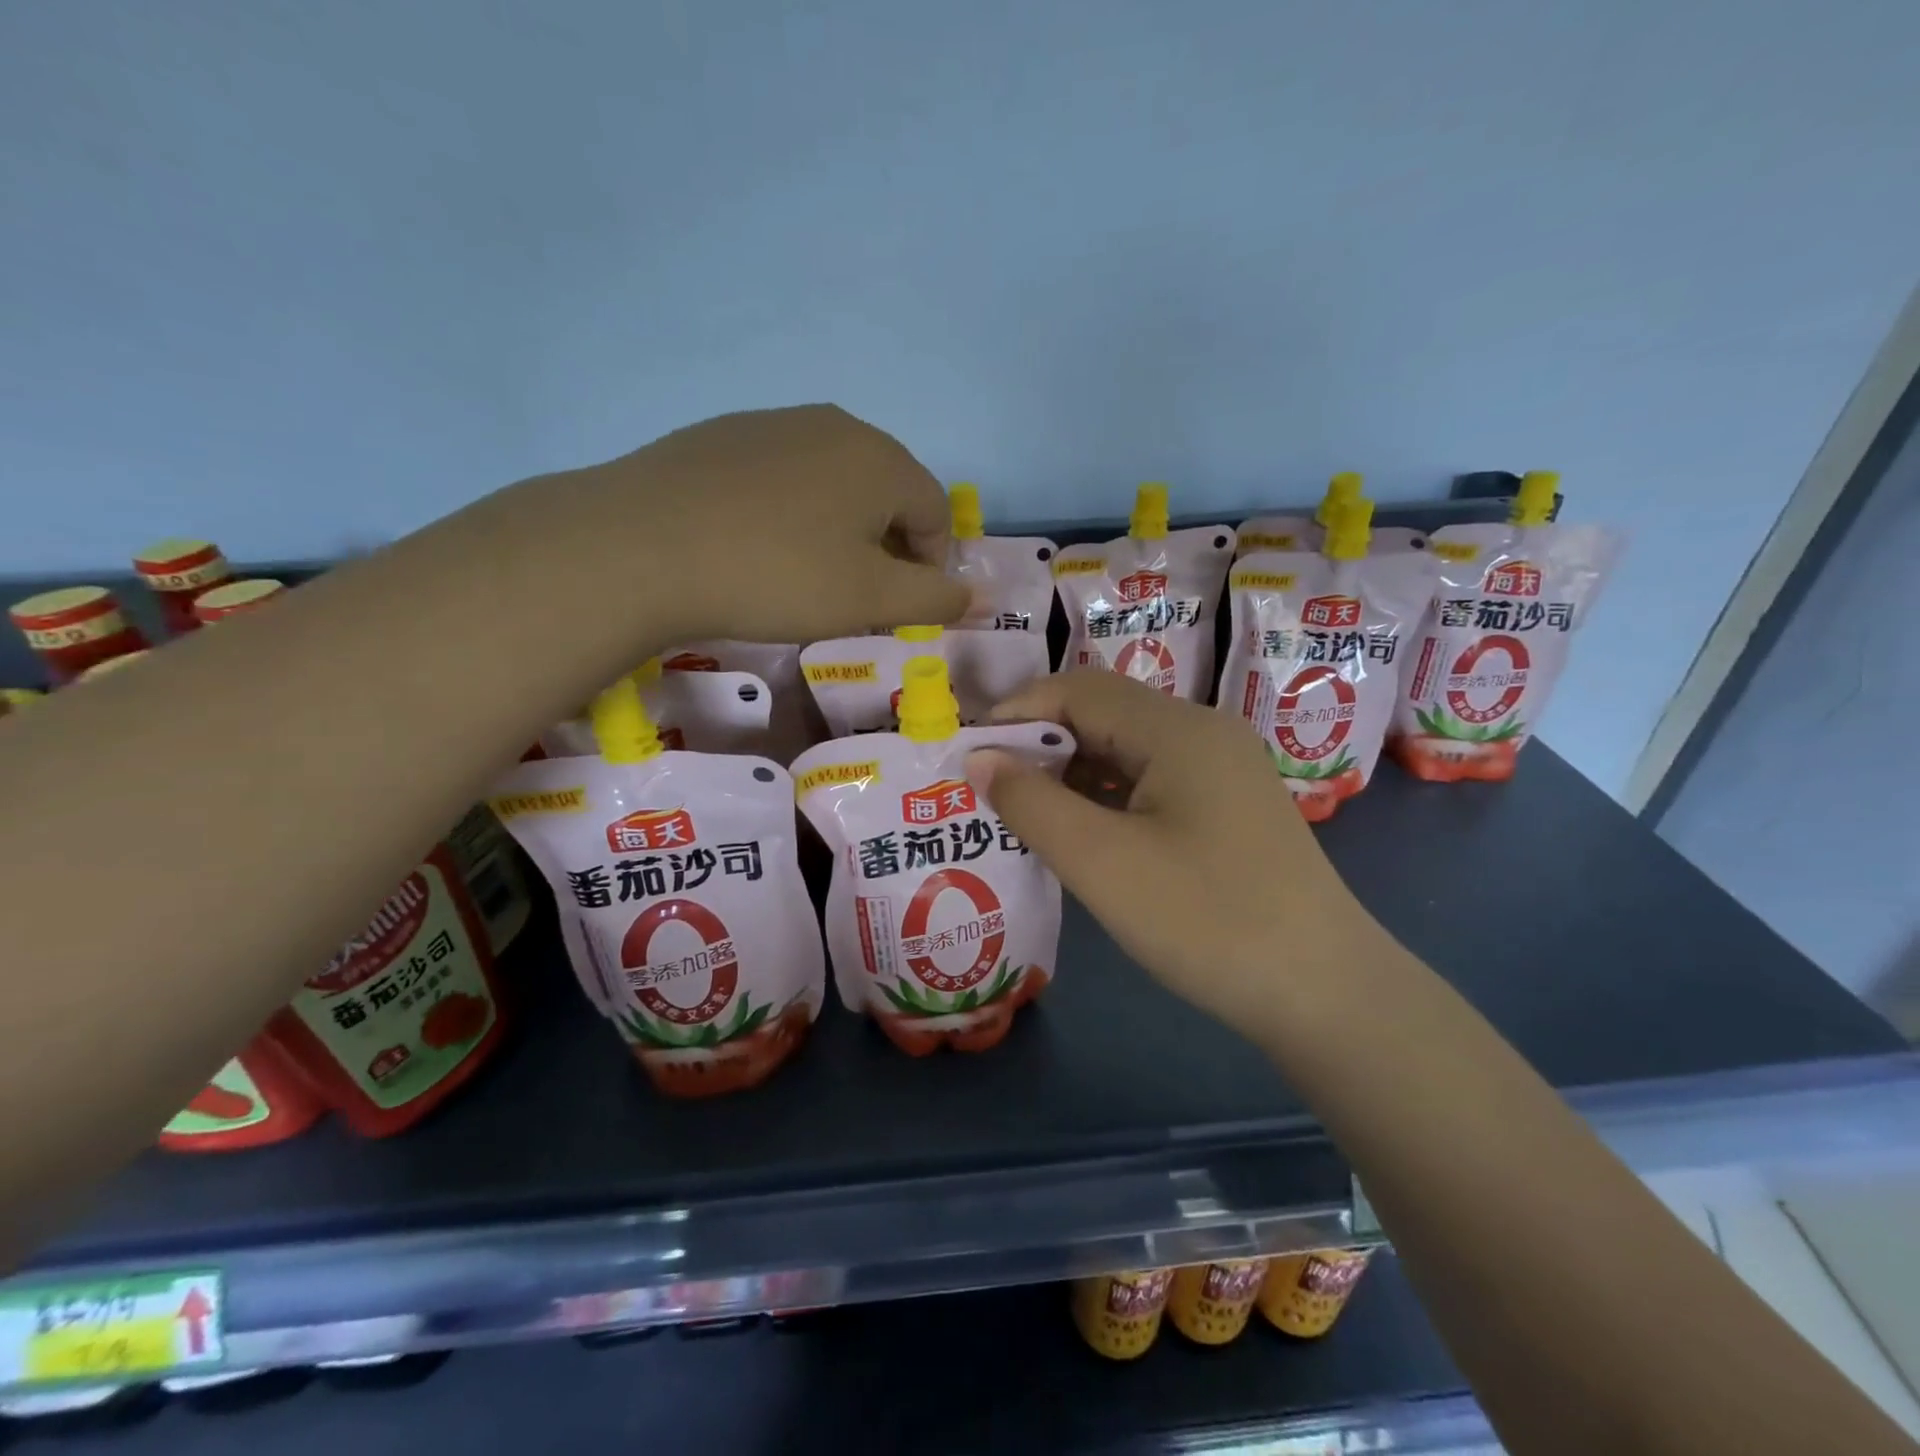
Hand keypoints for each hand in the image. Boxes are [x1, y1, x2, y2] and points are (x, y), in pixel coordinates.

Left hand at [535, 405, 969, 646]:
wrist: (641, 547)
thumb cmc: (776, 575)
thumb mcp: (869, 599)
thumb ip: (933, 598)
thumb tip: (974, 595)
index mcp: (881, 458)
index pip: (935, 512)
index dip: (931, 565)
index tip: (902, 607)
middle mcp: (835, 425)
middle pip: (887, 491)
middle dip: (887, 546)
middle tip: (857, 595)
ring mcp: (773, 423)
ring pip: (833, 482)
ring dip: (840, 529)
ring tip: (806, 574)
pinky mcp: (723, 436)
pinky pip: (782, 477)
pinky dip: (791, 512)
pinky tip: (757, 546)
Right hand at [966, 671, 1388, 1037]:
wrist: (1325, 993)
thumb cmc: (1207, 921)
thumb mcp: (1103, 863)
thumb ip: (1031, 803)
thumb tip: (979, 758)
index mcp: (1178, 728)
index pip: (1077, 690)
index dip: (1016, 714)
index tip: (968, 755)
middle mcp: (1204, 732)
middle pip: (1103, 713)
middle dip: (1040, 743)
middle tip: (988, 787)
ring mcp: (1222, 769)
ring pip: (1127, 749)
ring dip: (1071, 772)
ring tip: (1022, 811)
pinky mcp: (1228, 806)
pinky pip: (1152, 780)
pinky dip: (1106, 796)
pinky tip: (1081, 831)